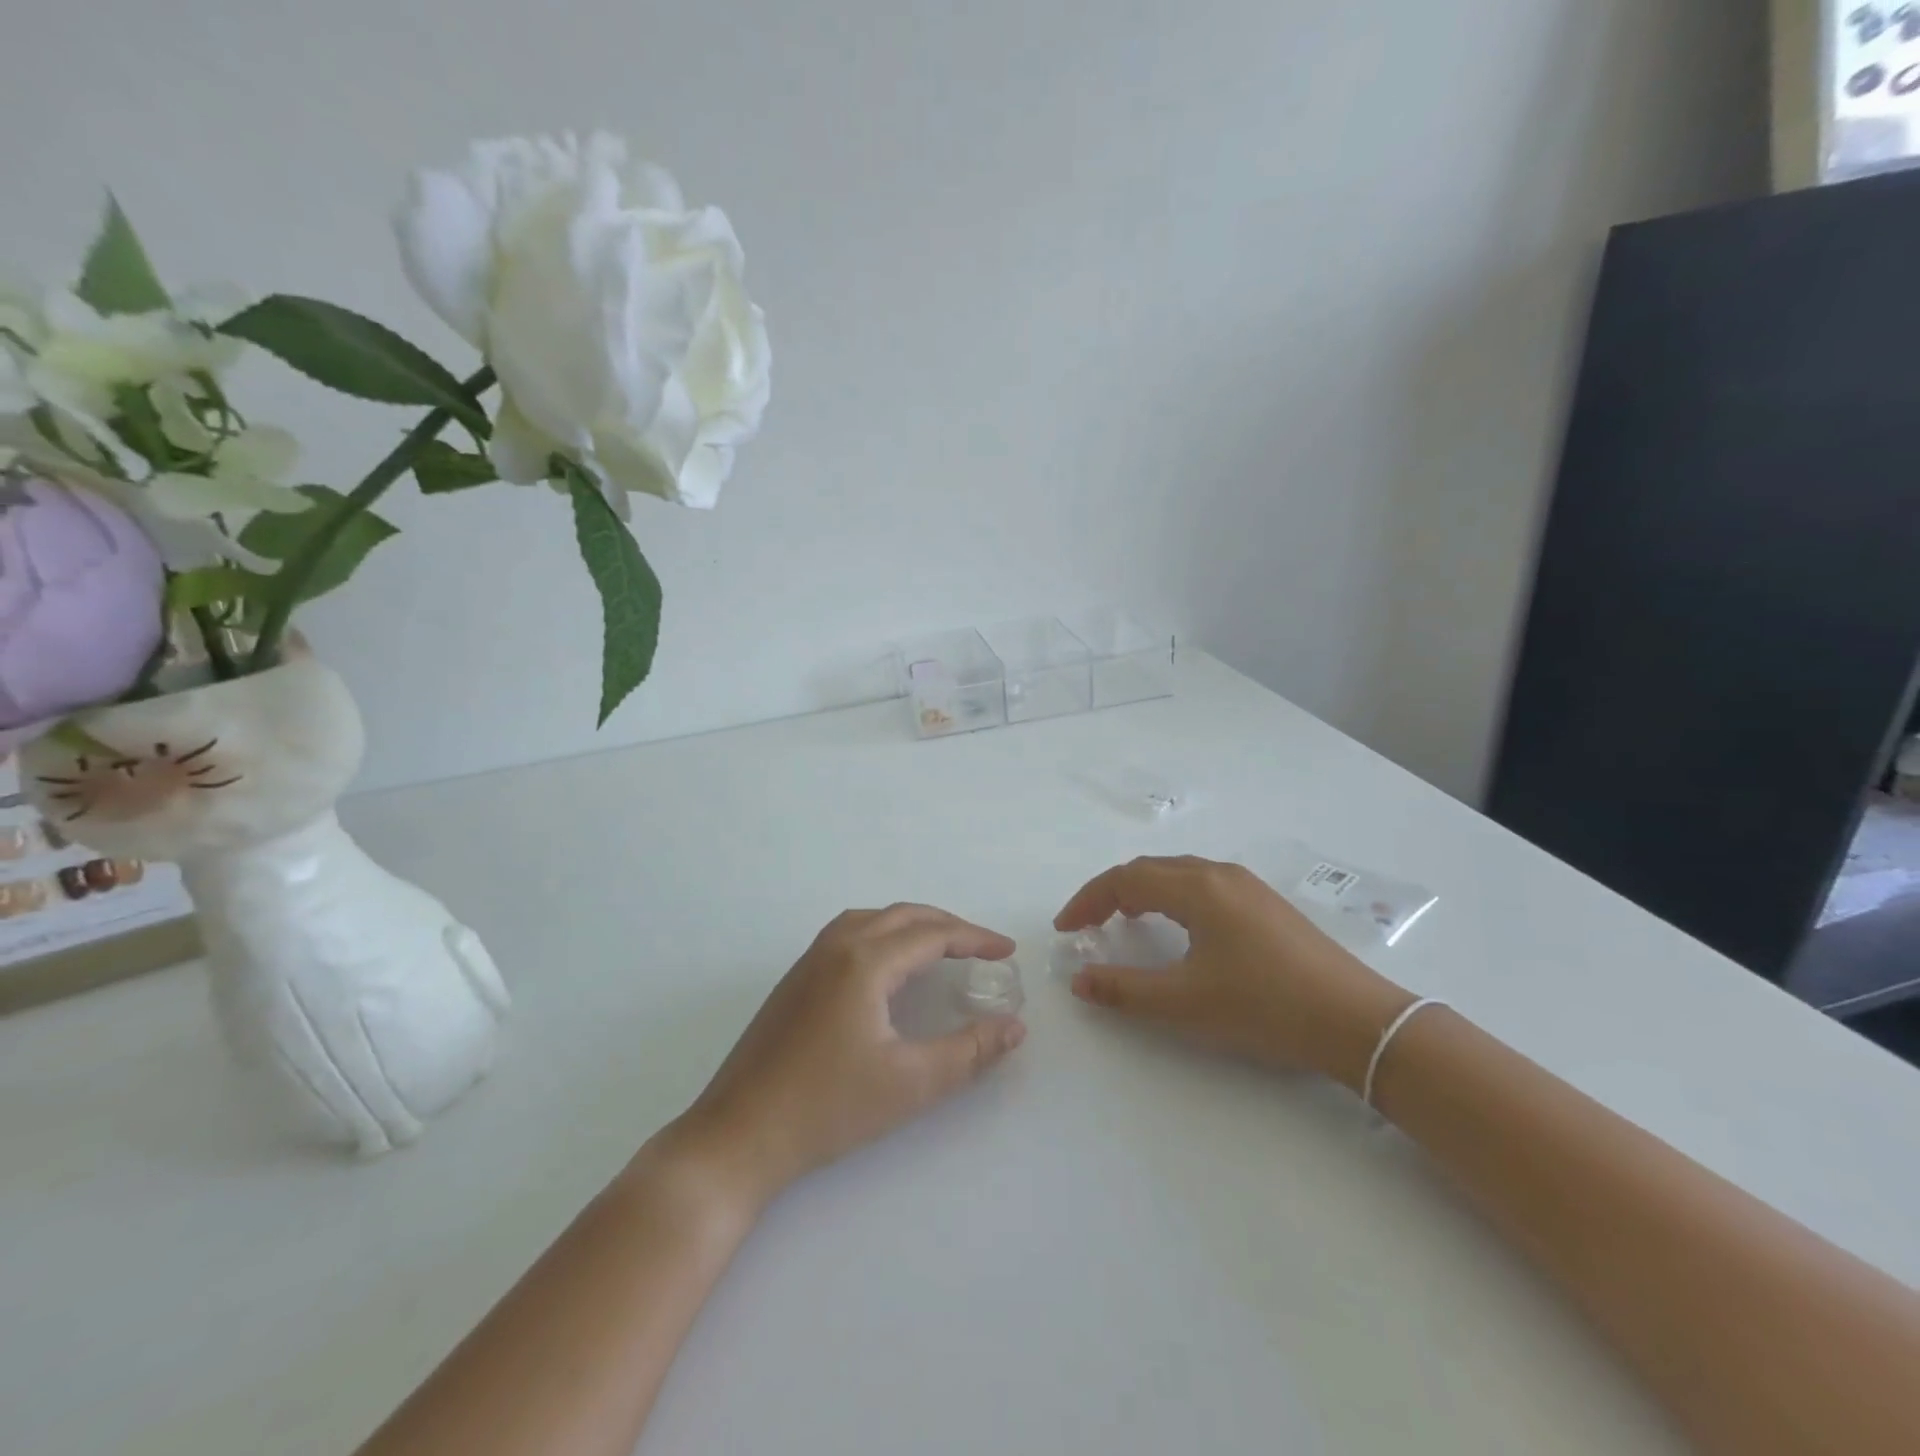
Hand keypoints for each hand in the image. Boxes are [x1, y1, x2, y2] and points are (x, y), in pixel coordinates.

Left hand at [658, 904, 1026, 1211]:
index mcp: (864, 961)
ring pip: (871, 919)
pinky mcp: (794, 980)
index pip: (932, 934)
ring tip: (939, 946)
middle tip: (981, 947)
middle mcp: (836, 946)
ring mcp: (809, 961)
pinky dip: (882, 933)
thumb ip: (969, 1052)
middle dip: (947, 925)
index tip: (1008, 951)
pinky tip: (886, 966)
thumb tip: (1014, 1026)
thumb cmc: (827, 1108)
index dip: (975, 938)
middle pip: (902, 916)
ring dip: (911, 924)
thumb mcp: (910, 1084)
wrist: (738, 1136)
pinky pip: (848, 933)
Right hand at [1055, 856, 1412, 1090]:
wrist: (1356, 1021)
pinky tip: (1177, 927)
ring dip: (1142, 891)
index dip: (1088, 900)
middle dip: (1111, 892)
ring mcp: (1247, 886)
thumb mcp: (1185, 1003)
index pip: (1125, 880)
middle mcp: (1219, 874)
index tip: (1066, 930)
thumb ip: (1124, 990)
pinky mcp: (1265, 903)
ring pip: (1177, 874)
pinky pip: (1202, 885)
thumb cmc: (1264, 1007)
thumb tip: (1078, 980)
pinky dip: (1171, 897)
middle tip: (1087, 925)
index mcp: (1197, 889)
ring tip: (1124, 922)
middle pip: (1149, 869)